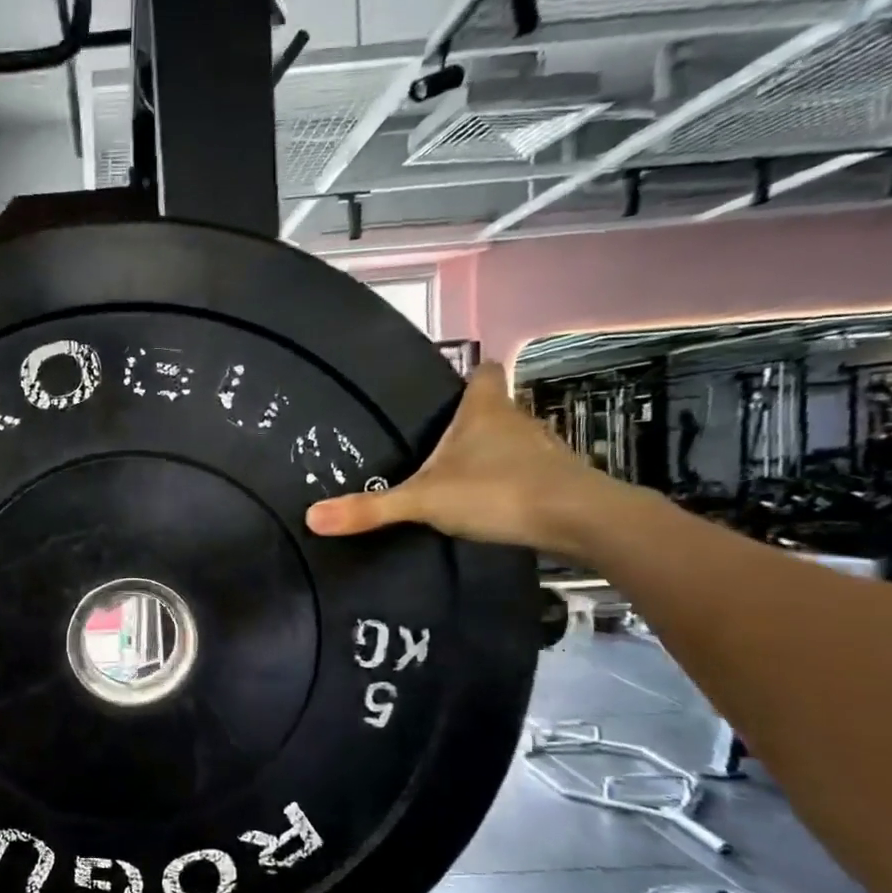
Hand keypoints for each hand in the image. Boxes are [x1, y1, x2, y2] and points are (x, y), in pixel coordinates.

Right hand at [305, 364, 630, 556]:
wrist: (580, 521)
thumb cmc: (499, 492)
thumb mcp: (424, 501)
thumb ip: (370, 509)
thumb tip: (311, 517)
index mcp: (485, 409)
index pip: (483, 371)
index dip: (467, 375)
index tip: (445, 390)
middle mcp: (517, 420)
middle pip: (493, 408)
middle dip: (468, 421)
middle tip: (433, 442)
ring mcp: (542, 450)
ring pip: (510, 440)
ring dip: (488, 453)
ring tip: (455, 476)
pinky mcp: (557, 479)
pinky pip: (525, 470)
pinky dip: (507, 480)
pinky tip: (487, 503)